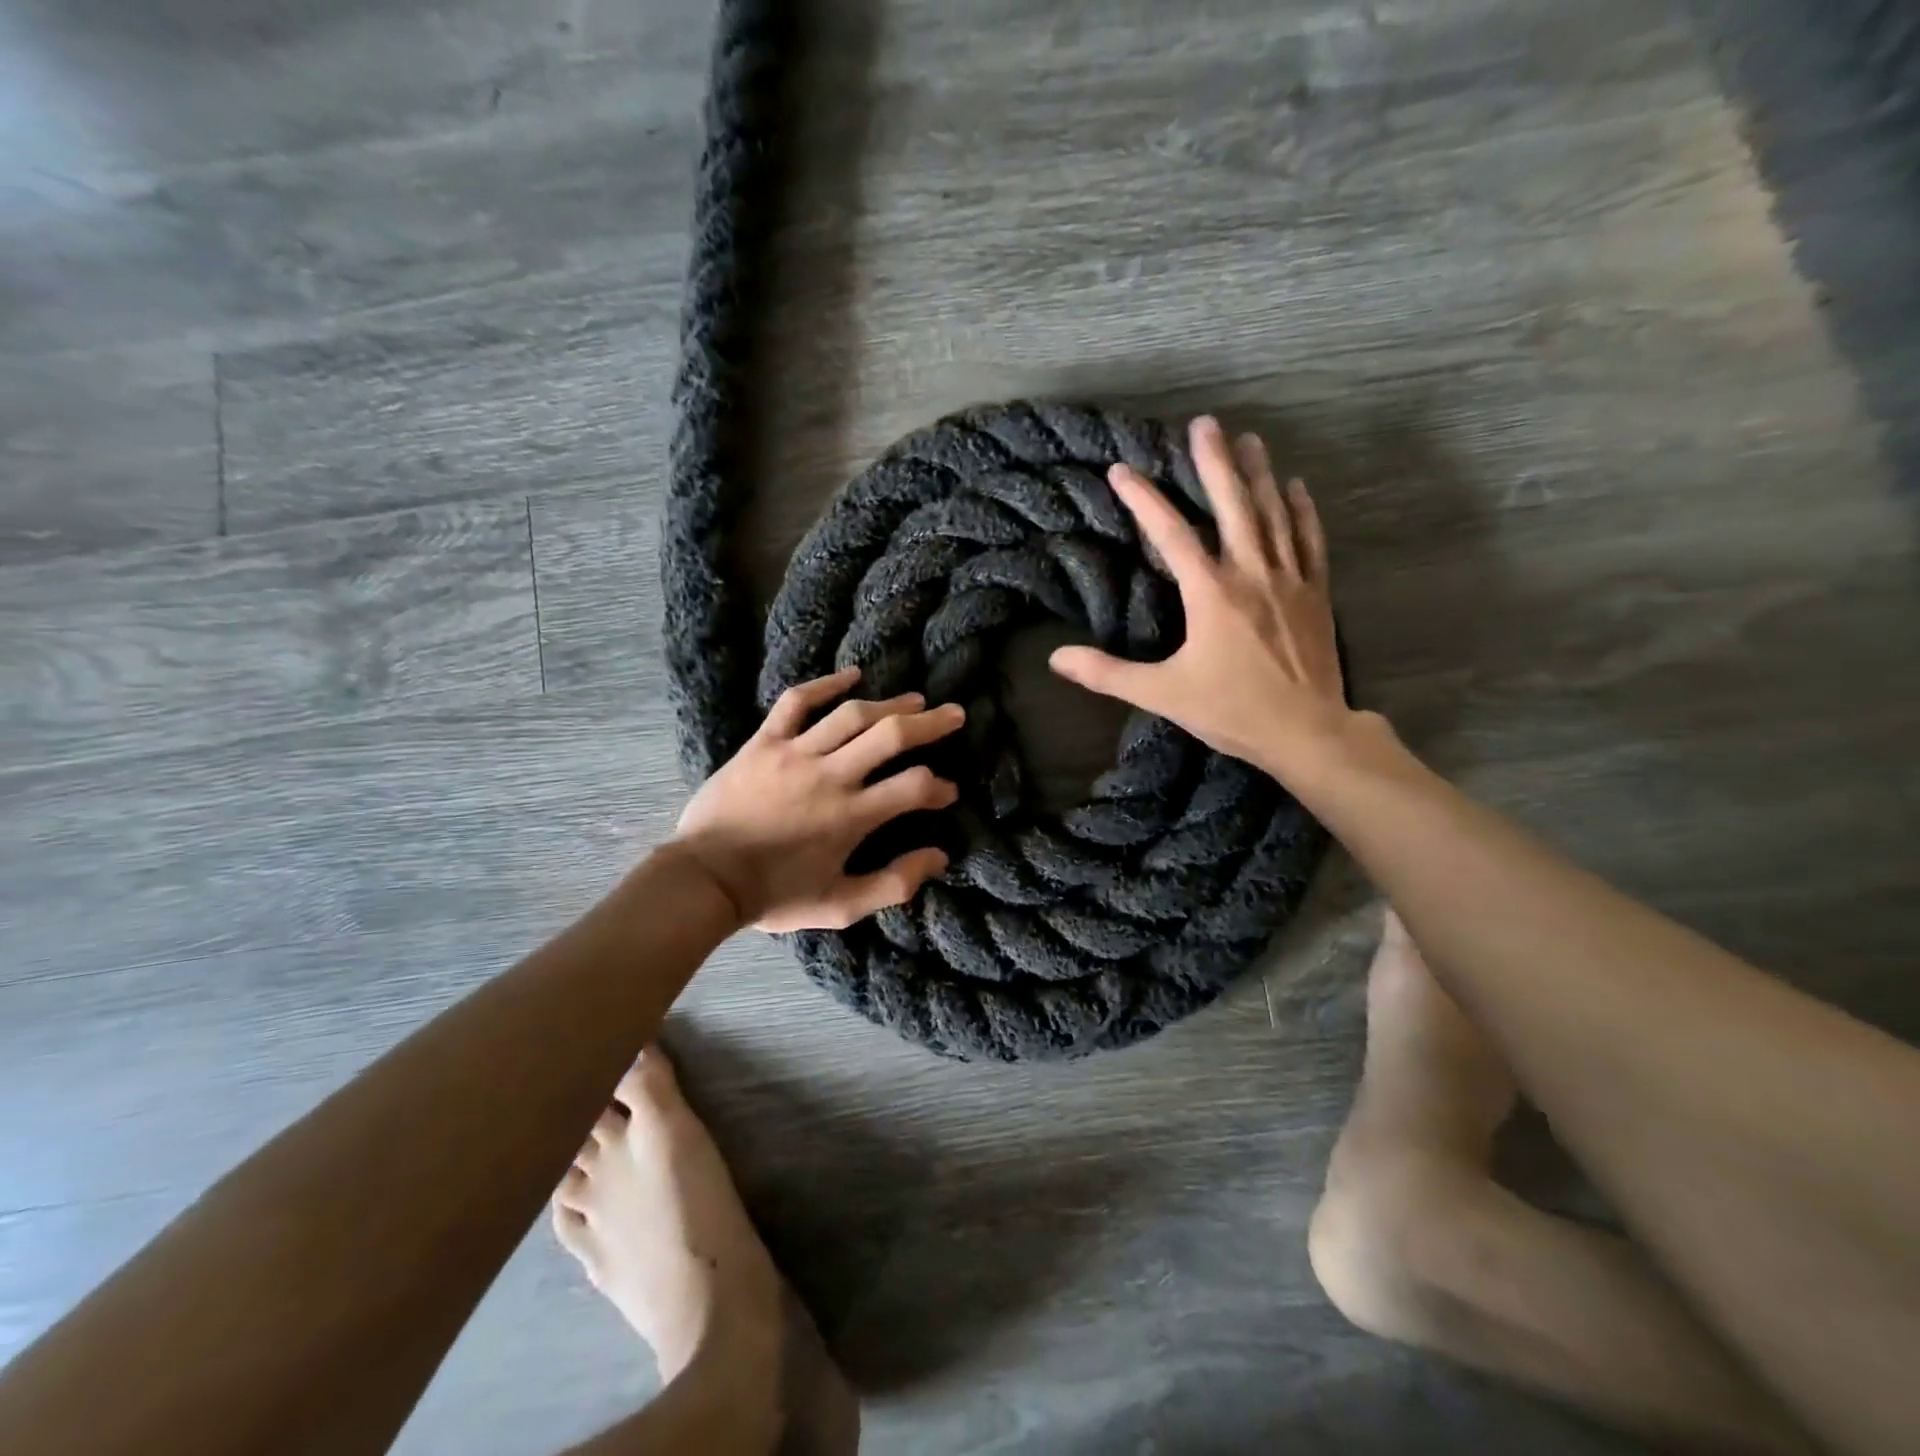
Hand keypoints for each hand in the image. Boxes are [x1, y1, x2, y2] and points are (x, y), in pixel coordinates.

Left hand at [673, 667, 964, 931]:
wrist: (704, 879)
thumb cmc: (774, 896)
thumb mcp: (840, 906)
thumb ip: (894, 884)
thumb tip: (939, 857)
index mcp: (851, 817)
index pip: (913, 788)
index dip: (939, 787)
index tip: (948, 792)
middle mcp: (830, 777)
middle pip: (891, 737)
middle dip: (930, 724)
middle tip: (954, 715)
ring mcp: (795, 754)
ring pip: (852, 715)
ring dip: (890, 704)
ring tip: (915, 699)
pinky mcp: (764, 743)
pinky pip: (797, 703)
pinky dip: (825, 684)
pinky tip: (852, 674)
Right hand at [1050, 416, 1349, 778]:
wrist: (1306, 732)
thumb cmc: (1231, 710)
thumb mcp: (1162, 694)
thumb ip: (1107, 674)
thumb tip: (1055, 659)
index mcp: (1211, 593)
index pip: (1171, 534)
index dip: (1144, 500)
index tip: (1121, 471)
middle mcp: (1251, 574)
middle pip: (1233, 505)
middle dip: (1215, 462)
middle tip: (1205, 423)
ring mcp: (1289, 579)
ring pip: (1274, 514)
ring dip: (1259, 474)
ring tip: (1249, 439)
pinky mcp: (1315, 593)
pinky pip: (1309, 540)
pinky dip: (1302, 510)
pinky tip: (1296, 486)